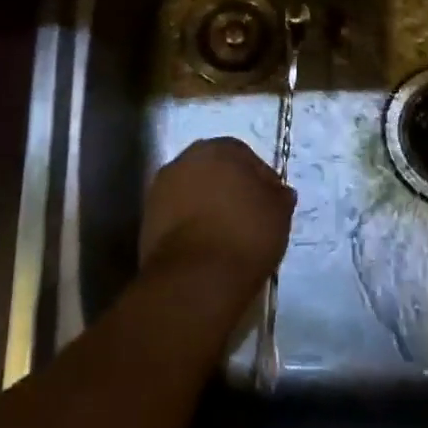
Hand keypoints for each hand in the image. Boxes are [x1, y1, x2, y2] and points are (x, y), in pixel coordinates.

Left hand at [139, 138, 293, 290]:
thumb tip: (279, 191)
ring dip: (206, 205)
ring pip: (193, 190)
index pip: (245, 156)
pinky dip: (189, 223)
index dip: (259, 180)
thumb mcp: (278, 214)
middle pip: (214, 169)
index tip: (269, 204)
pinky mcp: (147, 217)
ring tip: (224, 234)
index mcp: (220, 148)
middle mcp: (187, 158)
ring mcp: (162, 187)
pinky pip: (177, 213)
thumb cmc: (245, 236)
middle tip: (246, 216)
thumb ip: (279, 196)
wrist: (195, 278)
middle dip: (229, 188)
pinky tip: (204, 245)